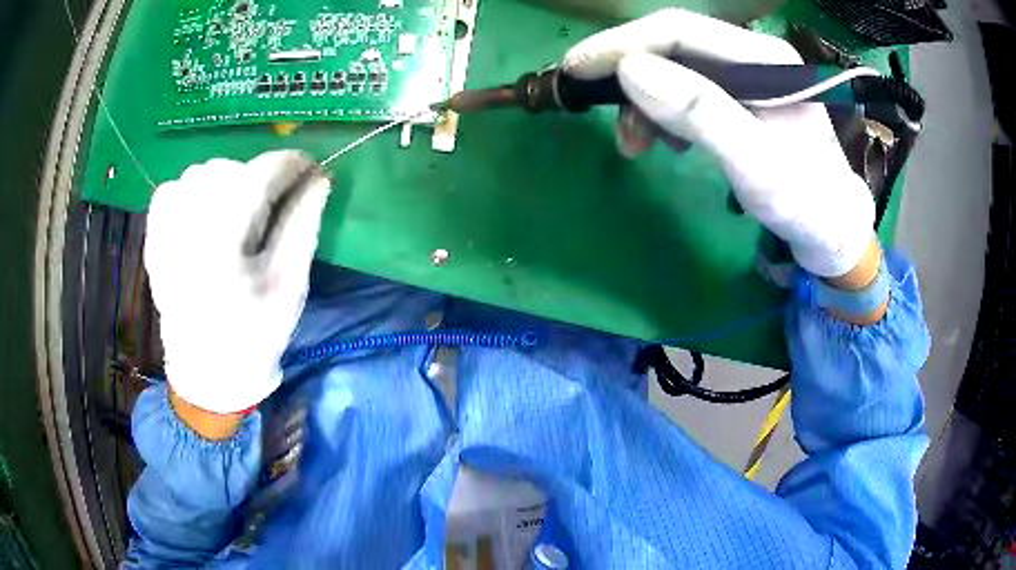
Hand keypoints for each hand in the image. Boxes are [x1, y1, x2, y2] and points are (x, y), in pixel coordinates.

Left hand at [145, 150, 329, 416]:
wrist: (207, 372)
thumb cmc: (254, 335)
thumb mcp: (288, 286)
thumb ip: (302, 226)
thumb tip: (319, 179)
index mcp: (224, 247)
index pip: (260, 176)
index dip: (292, 165)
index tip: (312, 171)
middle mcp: (187, 233)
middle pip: (228, 169)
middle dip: (259, 177)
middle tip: (274, 204)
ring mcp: (165, 235)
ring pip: (198, 174)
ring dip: (225, 182)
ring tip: (238, 210)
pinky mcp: (154, 241)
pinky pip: (170, 190)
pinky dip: (190, 189)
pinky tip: (202, 211)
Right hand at [563, 9, 876, 280]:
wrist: (832, 228)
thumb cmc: (803, 202)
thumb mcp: (756, 164)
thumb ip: (700, 112)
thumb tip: (630, 71)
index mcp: (763, 58)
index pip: (678, 29)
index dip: (622, 43)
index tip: (576, 68)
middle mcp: (753, 54)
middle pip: (672, 45)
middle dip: (629, 77)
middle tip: (606, 119)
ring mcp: (747, 74)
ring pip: (675, 69)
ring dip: (645, 101)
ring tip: (637, 146)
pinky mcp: (741, 95)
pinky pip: (687, 90)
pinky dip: (664, 113)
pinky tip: (668, 142)